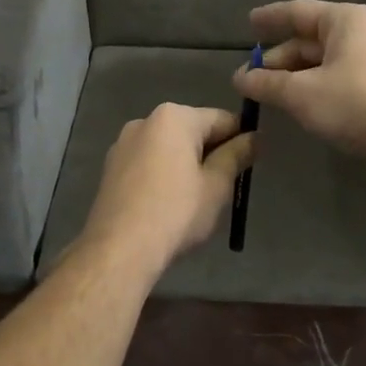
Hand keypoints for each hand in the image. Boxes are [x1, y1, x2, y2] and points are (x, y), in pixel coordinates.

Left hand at [74, 104, 255, 279]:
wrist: (120, 249)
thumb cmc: (176, 213)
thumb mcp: (217, 185)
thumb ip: (237, 155)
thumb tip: (254, 138)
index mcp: (173, 117)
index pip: (222, 119)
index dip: (241, 140)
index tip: (250, 166)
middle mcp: (144, 121)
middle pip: (192, 131)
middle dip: (211, 153)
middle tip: (224, 188)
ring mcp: (123, 144)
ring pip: (168, 148)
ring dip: (186, 165)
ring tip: (195, 200)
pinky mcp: (110, 168)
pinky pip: (148, 163)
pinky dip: (163, 175)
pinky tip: (168, 204)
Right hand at [234, 0, 365, 171]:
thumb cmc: (354, 102)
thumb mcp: (301, 93)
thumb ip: (268, 83)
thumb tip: (240, 78)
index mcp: (347, 20)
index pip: (299, 11)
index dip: (271, 18)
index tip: (249, 23)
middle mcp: (363, 34)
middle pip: (310, 40)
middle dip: (279, 58)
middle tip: (249, 76)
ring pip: (323, 63)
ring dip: (294, 77)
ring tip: (266, 93)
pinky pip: (337, 80)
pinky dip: (314, 88)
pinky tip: (296, 105)